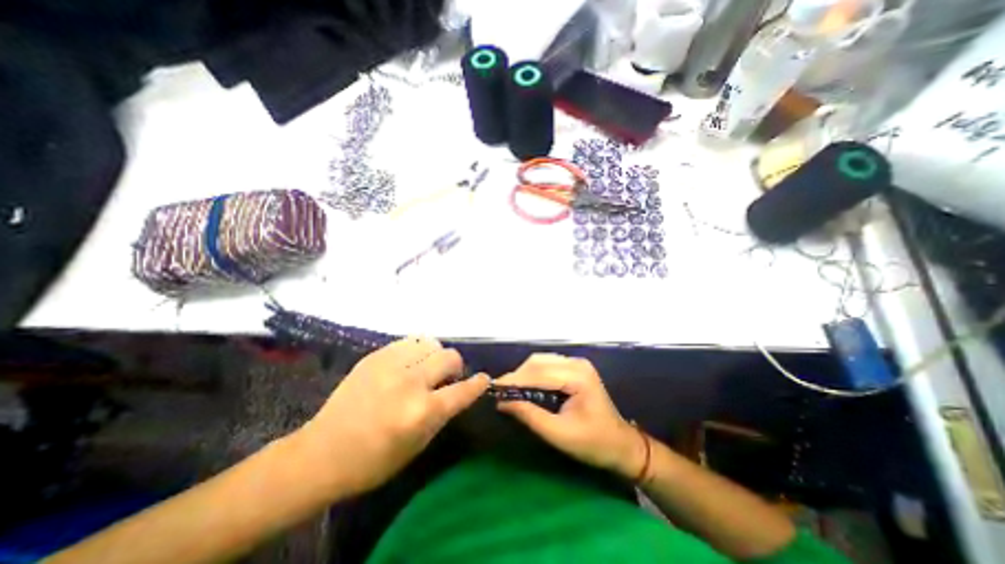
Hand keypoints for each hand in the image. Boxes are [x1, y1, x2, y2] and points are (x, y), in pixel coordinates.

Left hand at [295, 336, 491, 494]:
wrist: (320, 454)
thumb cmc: (373, 461)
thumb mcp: (418, 445)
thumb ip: (442, 413)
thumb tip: (459, 390)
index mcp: (421, 411)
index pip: (463, 390)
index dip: (478, 384)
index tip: (483, 380)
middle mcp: (409, 382)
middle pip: (449, 357)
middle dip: (455, 367)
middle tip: (446, 378)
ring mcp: (390, 365)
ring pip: (430, 343)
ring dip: (435, 356)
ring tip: (425, 368)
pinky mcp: (374, 356)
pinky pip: (408, 341)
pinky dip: (416, 351)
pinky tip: (408, 363)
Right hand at [493, 353, 642, 478]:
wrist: (622, 445)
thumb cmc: (593, 444)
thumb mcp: (559, 434)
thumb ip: (530, 416)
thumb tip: (502, 403)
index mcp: (577, 377)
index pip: (538, 373)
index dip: (514, 379)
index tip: (493, 387)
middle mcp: (577, 363)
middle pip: (538, 362)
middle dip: (517, 375)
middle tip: (500, 391)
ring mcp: (577, 364)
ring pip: (541, 361)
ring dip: (524, 373)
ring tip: (510, 389)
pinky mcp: (575, 368)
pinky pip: (548, 365)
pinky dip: (533, 373)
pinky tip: (525, 385)